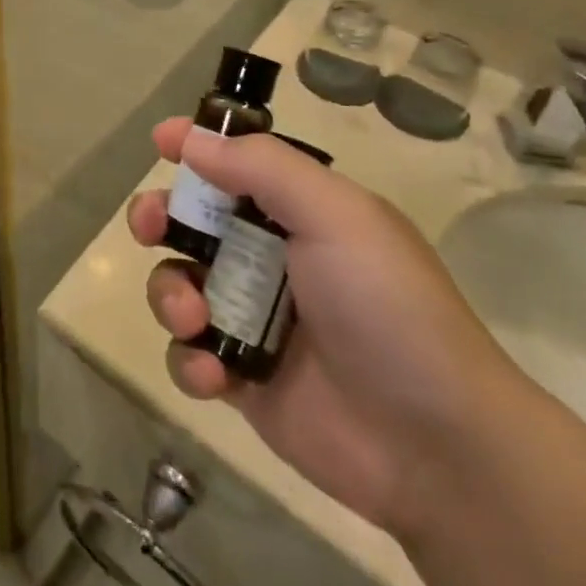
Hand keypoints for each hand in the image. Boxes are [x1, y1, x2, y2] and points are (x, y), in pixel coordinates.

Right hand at [129, 120, 529, 539]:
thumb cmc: (386, 307)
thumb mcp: (336, 216)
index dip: (198, 148)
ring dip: (170, 294)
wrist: (436, 447)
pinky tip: (215, 373)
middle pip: (191, 223)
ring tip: (193, 317)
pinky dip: (190, 359)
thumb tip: (193, 138)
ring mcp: (252, 319)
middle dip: (158, 216)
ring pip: (178, 284)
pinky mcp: (240, 378)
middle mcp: (270, 259)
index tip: (162, 141)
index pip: (237, 165)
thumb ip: (262, 167)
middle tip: (148, 226)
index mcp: (299, 213)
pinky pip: (187, 354)